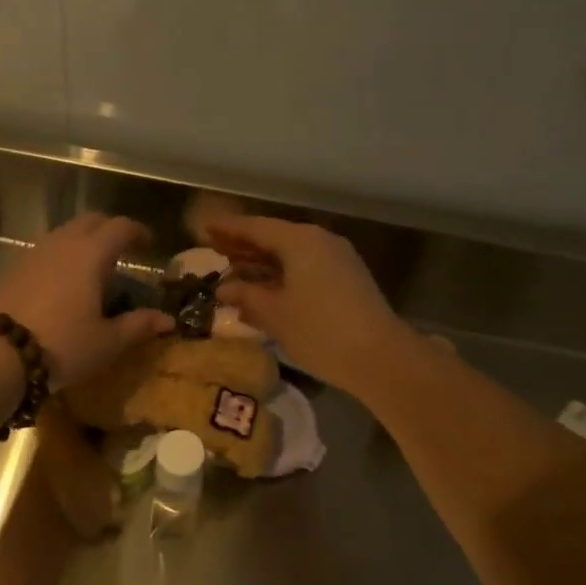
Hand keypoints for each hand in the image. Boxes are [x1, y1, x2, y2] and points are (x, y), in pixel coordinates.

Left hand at [0, 214, 173, 388]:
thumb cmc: (61, 345)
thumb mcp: (106, 341)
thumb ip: (138, 325)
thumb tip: (168, 320)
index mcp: (91, 253)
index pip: (121, 227)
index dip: (138, 231)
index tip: (149, 244)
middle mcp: (62, 243)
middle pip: (91, 221)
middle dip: (110, 229)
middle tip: (123, 250)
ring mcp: (33, 252)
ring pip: (65, 233)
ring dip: (83, 240)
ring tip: (93, 267)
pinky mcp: (12, 267)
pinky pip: (45, 249)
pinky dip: (61, 255)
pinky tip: (62, 282)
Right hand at [209, 215, 413, 392]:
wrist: (381, 357)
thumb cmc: (320, 331)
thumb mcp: (276, 315)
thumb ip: (247, 297)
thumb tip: (224, 289)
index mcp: (300, 241)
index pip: (255, 227)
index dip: (227, 228)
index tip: (204, 227)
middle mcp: (319, 241)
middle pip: (274, 237)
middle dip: (243, 244)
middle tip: (214, 247)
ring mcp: (336, 259)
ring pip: (290, 253)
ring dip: (262, 261)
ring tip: (233, 268)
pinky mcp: (346, 279)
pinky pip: (305, 266)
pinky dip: (281, 273)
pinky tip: (264, 288)